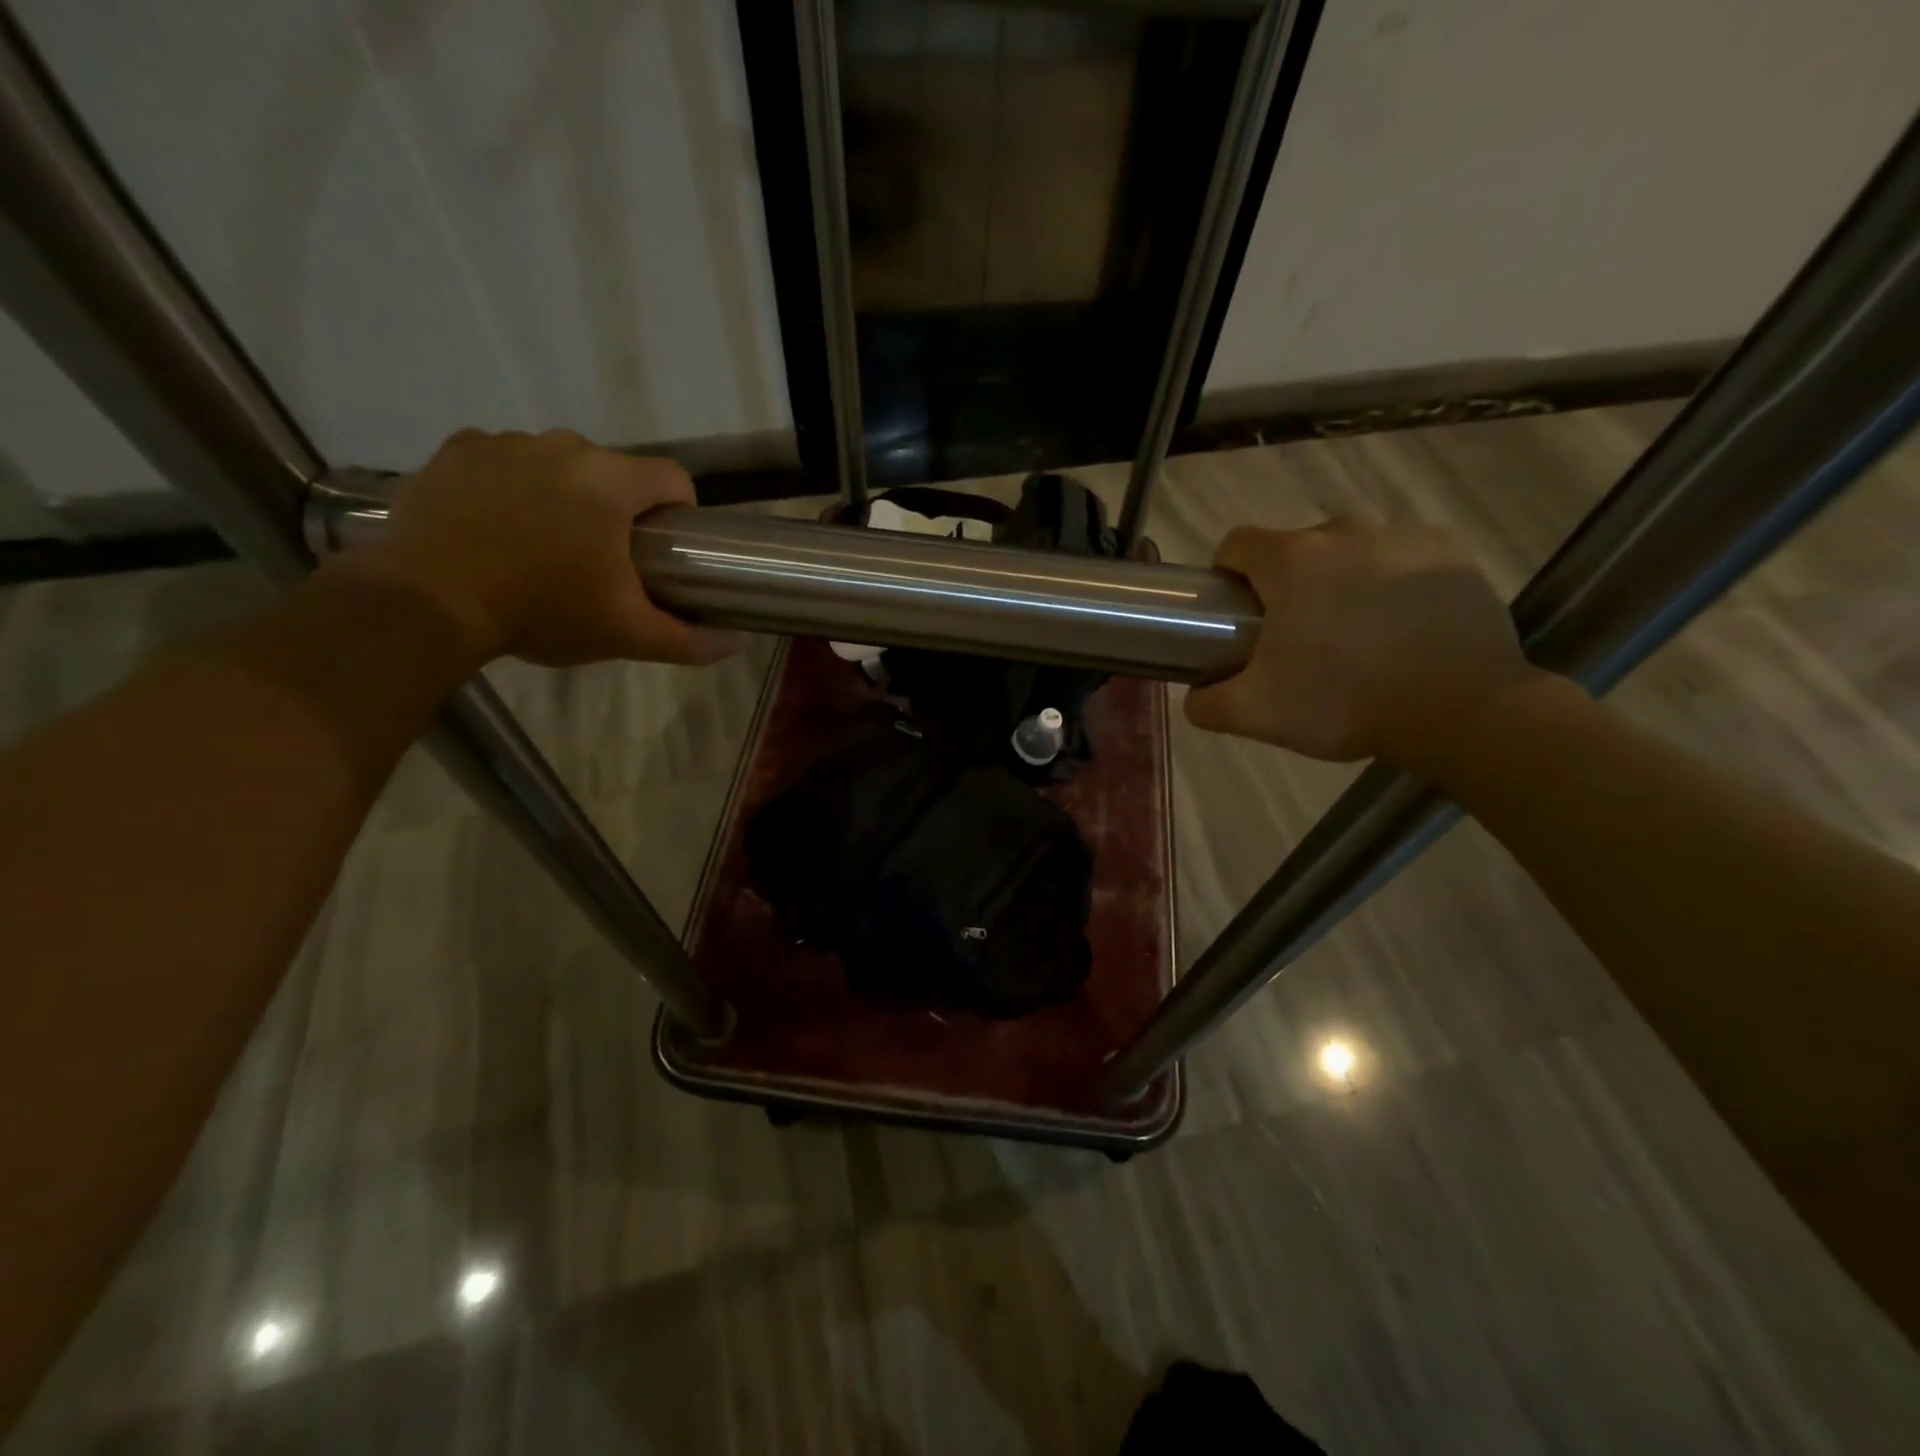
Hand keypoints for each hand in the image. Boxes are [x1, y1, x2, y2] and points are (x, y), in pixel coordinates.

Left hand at [344, 428, 741, 668]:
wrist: (428, 601)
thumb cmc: (541, 611)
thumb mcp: (624, 634)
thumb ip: (687, 640)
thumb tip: (736, 645)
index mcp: (612, 483)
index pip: (673, 478)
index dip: (680, 511)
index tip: (664, 547)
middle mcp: (564, 447)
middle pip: (614, 471)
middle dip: (617, 508)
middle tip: (601, 559)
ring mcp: (506, 443)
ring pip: (558, 463)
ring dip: (564, 494)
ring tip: (543, 544)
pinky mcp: (458, 449)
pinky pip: (504, 460)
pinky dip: (511, 485)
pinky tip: (497, 526)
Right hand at [1185, 519, 1543, 766]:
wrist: (1459, 710)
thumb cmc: (1342, 701)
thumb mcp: (1256, 714)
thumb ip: (1207, 703)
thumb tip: (1195, 695)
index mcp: (1291, 561)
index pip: (1237, 544)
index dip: (1227, 575)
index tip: (1236, 613)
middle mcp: (1344, 533)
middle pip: (1296, 548)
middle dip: (1287, 584)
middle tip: (1296, 637)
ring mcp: (1403, 538)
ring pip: (1351, 552)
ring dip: (1341, 581)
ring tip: (1355, 635)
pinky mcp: (1452, 553)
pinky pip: (1403, 559)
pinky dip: (1392, 583)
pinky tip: (1402, 627)